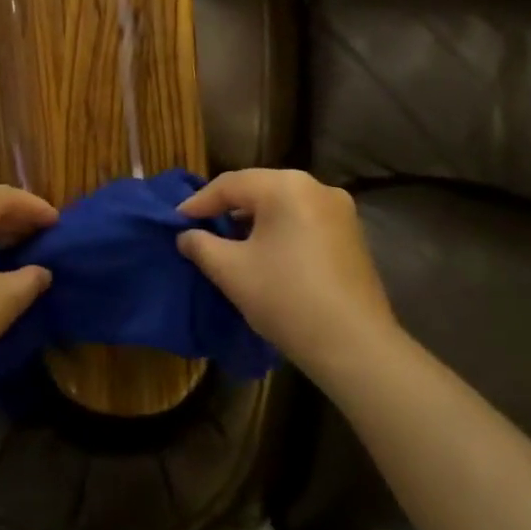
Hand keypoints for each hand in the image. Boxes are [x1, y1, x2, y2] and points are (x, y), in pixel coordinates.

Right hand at [177, 169, 399, 379]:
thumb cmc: (286, 298)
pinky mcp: (352, 235)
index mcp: (287, 186)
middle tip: (200, 229)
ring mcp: (340, 211)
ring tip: (230, 243)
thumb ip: (201, 245)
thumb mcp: (231, 271)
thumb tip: (186, 235)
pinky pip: (304, 221)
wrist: (354, 345)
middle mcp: (317, 187)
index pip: (231, 184)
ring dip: (254, 221)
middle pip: (260, 189)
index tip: (175, 222)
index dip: (199, 203)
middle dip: (227, 209)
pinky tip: (266, 254)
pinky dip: (280, 231)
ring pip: (284, 205)